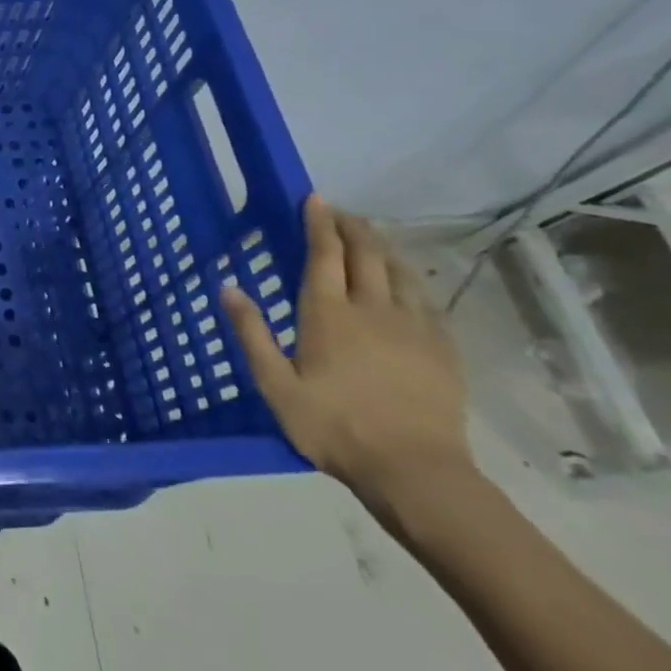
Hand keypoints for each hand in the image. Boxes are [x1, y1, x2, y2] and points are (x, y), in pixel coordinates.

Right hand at [221, 197, 472, 517]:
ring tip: (371, 237)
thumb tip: (228, 287)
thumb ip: (251, 333)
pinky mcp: (442, 349)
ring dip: (383, 248)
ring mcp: (414, 328)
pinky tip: (407, 282)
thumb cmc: (334, 427)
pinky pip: (426, 300)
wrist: (417, 471)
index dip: (318, 224)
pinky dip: (410, 279)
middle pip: (366, 255)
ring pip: (400, 272)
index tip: (315, 198)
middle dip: (352, 227)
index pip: (324, 255)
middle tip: (341, 211)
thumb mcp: (275, 385)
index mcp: (328, 315)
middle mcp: (372, 310)